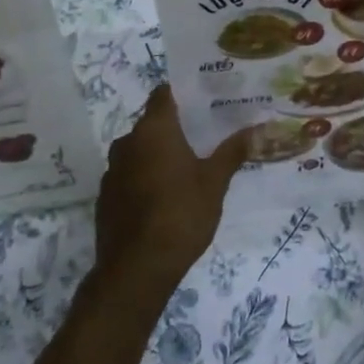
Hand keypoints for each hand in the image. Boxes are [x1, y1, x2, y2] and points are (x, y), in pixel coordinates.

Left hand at [92, 86, 250, 306]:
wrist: (136, 269)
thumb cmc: (181, 214)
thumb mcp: (214, 182)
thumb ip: (233, 152)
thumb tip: (258, 129)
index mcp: (154, 130)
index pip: (163, 94)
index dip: (182, 93)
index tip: (203, 99)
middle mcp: (128, 142)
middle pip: (152, 123)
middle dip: (175, 127)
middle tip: (204, 135)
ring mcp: (113, 170)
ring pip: (140, 150)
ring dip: (159, 154)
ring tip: (188, 166)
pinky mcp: (106, 197)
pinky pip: (130, 175)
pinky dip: (145, 177)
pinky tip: (164, 196)